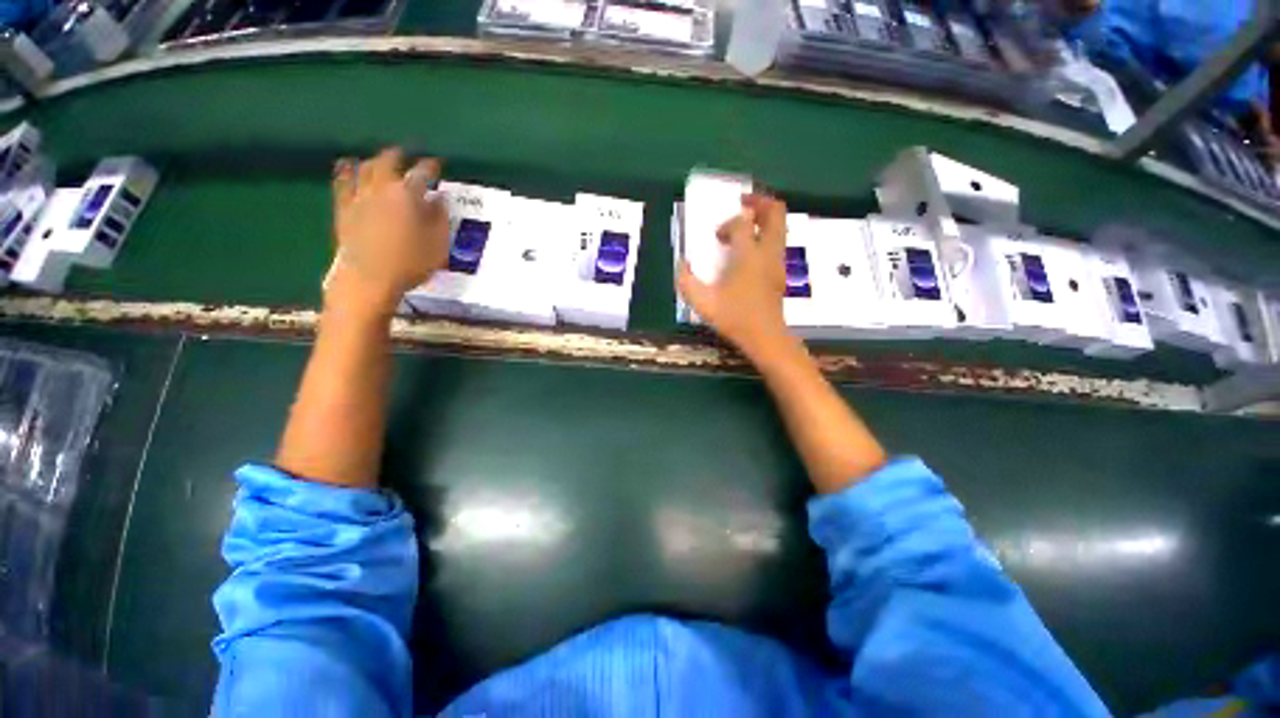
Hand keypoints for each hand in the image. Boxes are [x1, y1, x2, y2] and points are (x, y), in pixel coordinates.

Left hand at [327, 148, 449, 315]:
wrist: (368, 279)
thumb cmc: (410, 264)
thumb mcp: (437, 245)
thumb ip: (440, 219)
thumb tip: (439, 198)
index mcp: (407, 195)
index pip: (422, 173)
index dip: (431, 167)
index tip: (437, 164)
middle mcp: (381, 188)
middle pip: (388, 161)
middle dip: (399, 155)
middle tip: (406, 154)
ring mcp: (358, 196)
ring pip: (364, 167)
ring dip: (374, 160)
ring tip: (380, 159)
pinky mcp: (343, 208)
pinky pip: (342, 182)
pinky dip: (346, 171)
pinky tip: (347, 167)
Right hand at [677, 194, 791, 357]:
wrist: (766, 337)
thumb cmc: (735, 318)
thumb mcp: (703, 302)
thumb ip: (686, 281)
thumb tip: (681, 264)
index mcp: (748, 254)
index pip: (741, 223)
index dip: (727, 224)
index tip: (716, 238)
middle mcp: (767, 252)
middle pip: (775, 212)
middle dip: (759, 201)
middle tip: (742, 203)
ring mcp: (778, 261)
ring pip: (780, 226)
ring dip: (764, 218)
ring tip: (745, 224)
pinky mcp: (780, 271)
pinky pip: (778, 241)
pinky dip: (766, 234)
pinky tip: (749, 250)